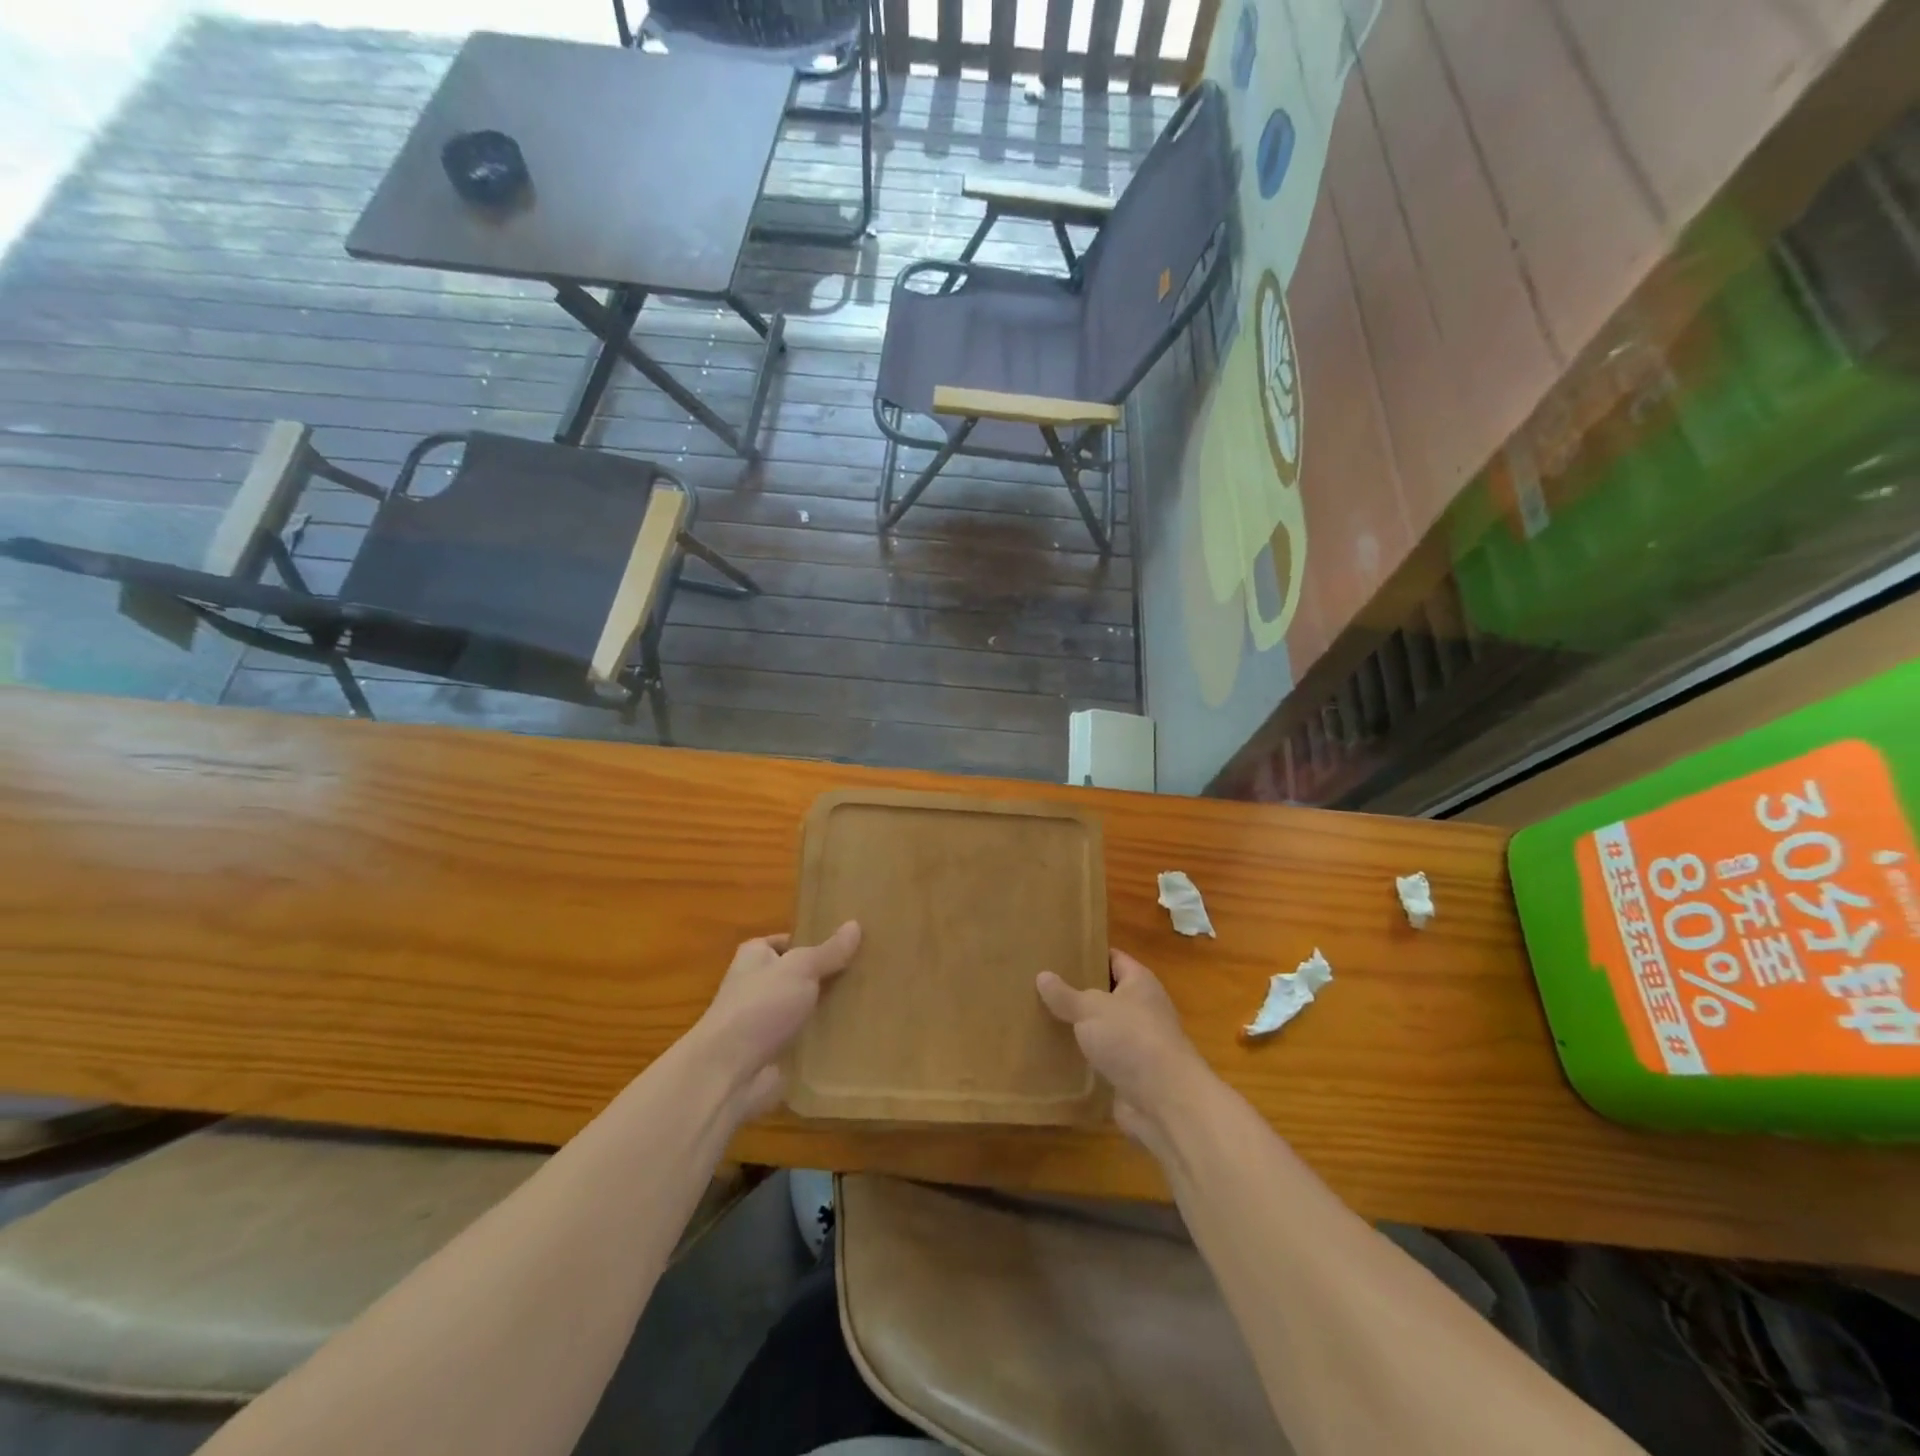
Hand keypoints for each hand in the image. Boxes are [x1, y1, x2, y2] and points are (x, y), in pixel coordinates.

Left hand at [694, 922, 860, 1118]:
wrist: (728, 1073)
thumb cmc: (760, 1007)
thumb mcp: (800, 969)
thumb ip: (829, 951)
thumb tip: (855, 924)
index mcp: (756, 956)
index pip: (790, 941)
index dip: (817, 941)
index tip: (852, 944)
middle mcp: (759, 985)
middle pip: (802, 975)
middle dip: (831, 976)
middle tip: (871, 972)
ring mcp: (768, 1021)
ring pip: (808, 1008)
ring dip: (833, 1008)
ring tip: (874, 1000)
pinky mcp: (777, 1052)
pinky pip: (809, 1038)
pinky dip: (828, 1037)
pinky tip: (858, 1033)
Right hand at [1037, 949, 1212, 1153]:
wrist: (1164, 1103)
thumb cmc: (1131, 1039)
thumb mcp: (1091, 1009)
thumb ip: (1066, 995)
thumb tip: (1042, 975)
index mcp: (1139, 983)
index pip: (1112, 958)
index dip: (1088, 952)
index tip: (1058, 951)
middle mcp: (1141, 1009)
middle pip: (1105, 993)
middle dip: (1076, 991)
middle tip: (1039, 984)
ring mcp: (1136, 1043)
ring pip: (1100, 1027)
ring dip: (1076, 1026)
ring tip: (1038, 1016)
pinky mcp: (1128, 1074)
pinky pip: (1099, 1058)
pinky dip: (1080, 1057)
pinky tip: (1051, 1053)